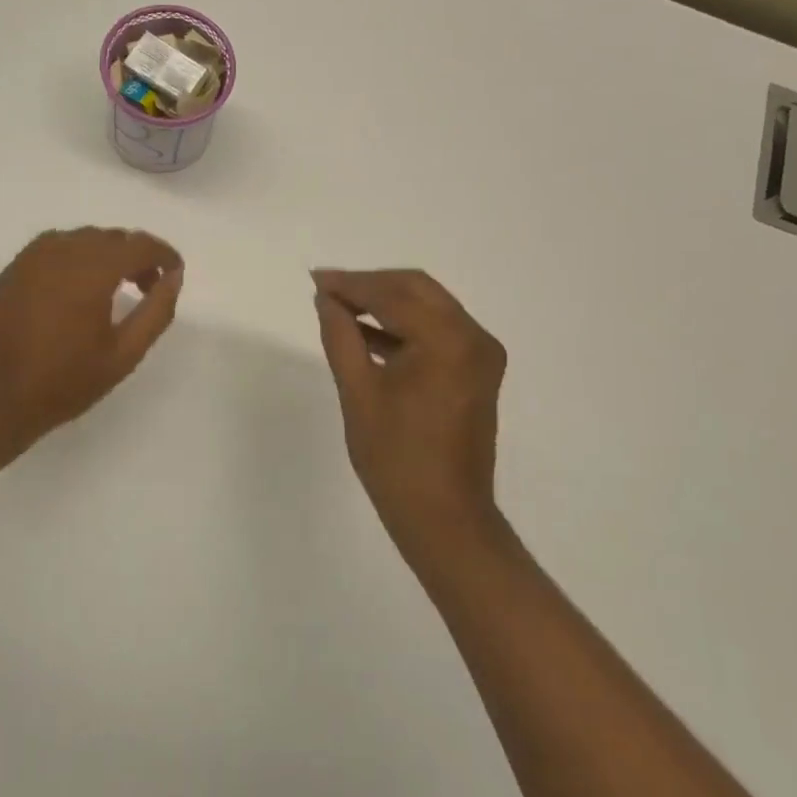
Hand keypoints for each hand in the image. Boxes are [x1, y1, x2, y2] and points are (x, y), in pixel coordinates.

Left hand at [0, 227, 183, 459]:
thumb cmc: (65, 381)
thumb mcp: (124, 354)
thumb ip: (156, 311)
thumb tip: (173, 277)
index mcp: (92, 270)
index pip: (139, 245)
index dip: (163, 254)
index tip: (175, 272)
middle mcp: (63, 251)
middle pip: (112, 238)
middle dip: (136, 256)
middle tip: (148, 288)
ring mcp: (33, 257)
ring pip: (83, 238)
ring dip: (107, 254)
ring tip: (115, 288)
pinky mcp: (15, 268)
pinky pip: (56, 246)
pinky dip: (78, 256)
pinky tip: (80, 286)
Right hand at [311, 268, 507, 550]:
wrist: (444, 517)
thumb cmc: (395, 458)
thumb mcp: (358, 392)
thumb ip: (341, 336)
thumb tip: (327, 299)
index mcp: (447, 340)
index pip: (392, 295)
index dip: (351, 284)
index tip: (316, 279)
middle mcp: (473, 337)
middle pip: (416, 289)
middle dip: (370, 286)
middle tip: (328, 290)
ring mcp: (481, 354)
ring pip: (428, 307)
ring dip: (387, 304)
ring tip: (341, 308)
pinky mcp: (478, 371)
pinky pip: (438, 331)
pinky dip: (405, 327)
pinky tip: (368, 334)